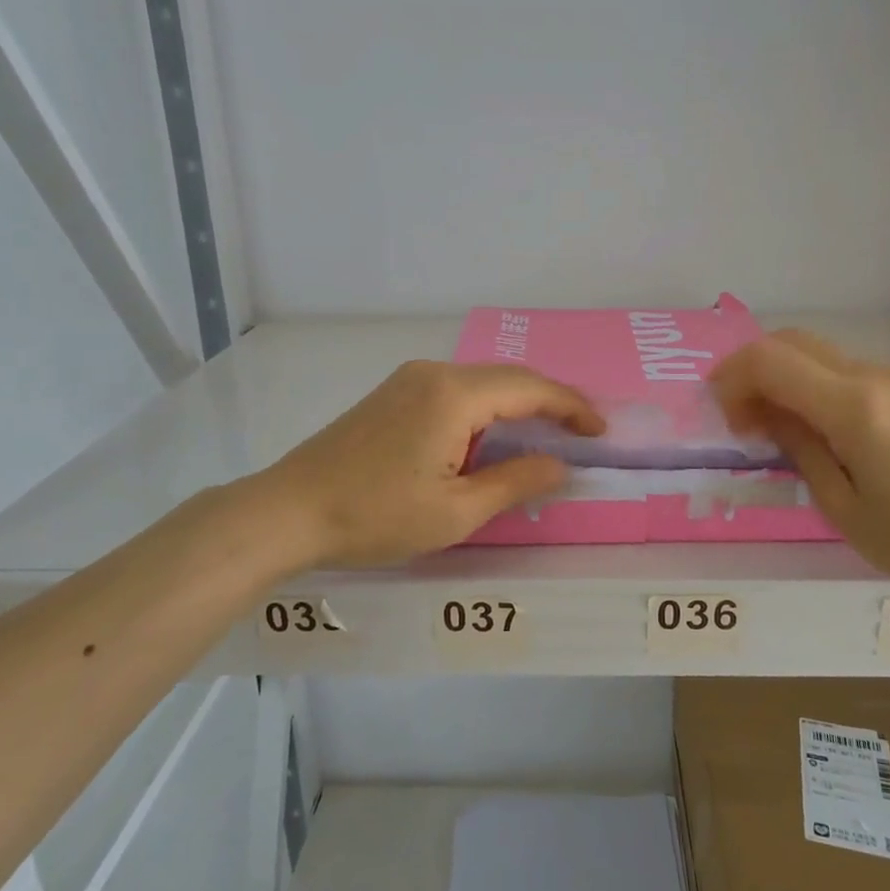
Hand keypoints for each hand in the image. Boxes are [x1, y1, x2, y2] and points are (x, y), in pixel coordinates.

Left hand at [256, 360, 604, 568]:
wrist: (289, 511)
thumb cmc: (376, 516)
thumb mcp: (456, 512)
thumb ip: (516, 482)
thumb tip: (560, 465)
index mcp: (454, 395)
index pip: (531, 389)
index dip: (572, 407)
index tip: (601, 431)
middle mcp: (434, 373)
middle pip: (508, 378)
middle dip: (549, 402)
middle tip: (580, 432)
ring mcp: (409, 380)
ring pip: (481, 383)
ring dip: (516, 405)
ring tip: (545, 436)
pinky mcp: (392, 394)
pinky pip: (455, 391)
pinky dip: (486, 409)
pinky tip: (491, 436)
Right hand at [710, 329, 889, 599]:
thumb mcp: (842, 506)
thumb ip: (799, 448)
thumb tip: (767, 414)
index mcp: (853, 407)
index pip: (771, 361)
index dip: (733, 378)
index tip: (724, 415)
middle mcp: (876, 377)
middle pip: (794, 342)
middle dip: (753, 369)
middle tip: (741, 416)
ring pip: (822, 355)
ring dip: (786, 378)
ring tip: (777, 428)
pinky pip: (850, 374)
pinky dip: (817, 387)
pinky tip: (822, 431)